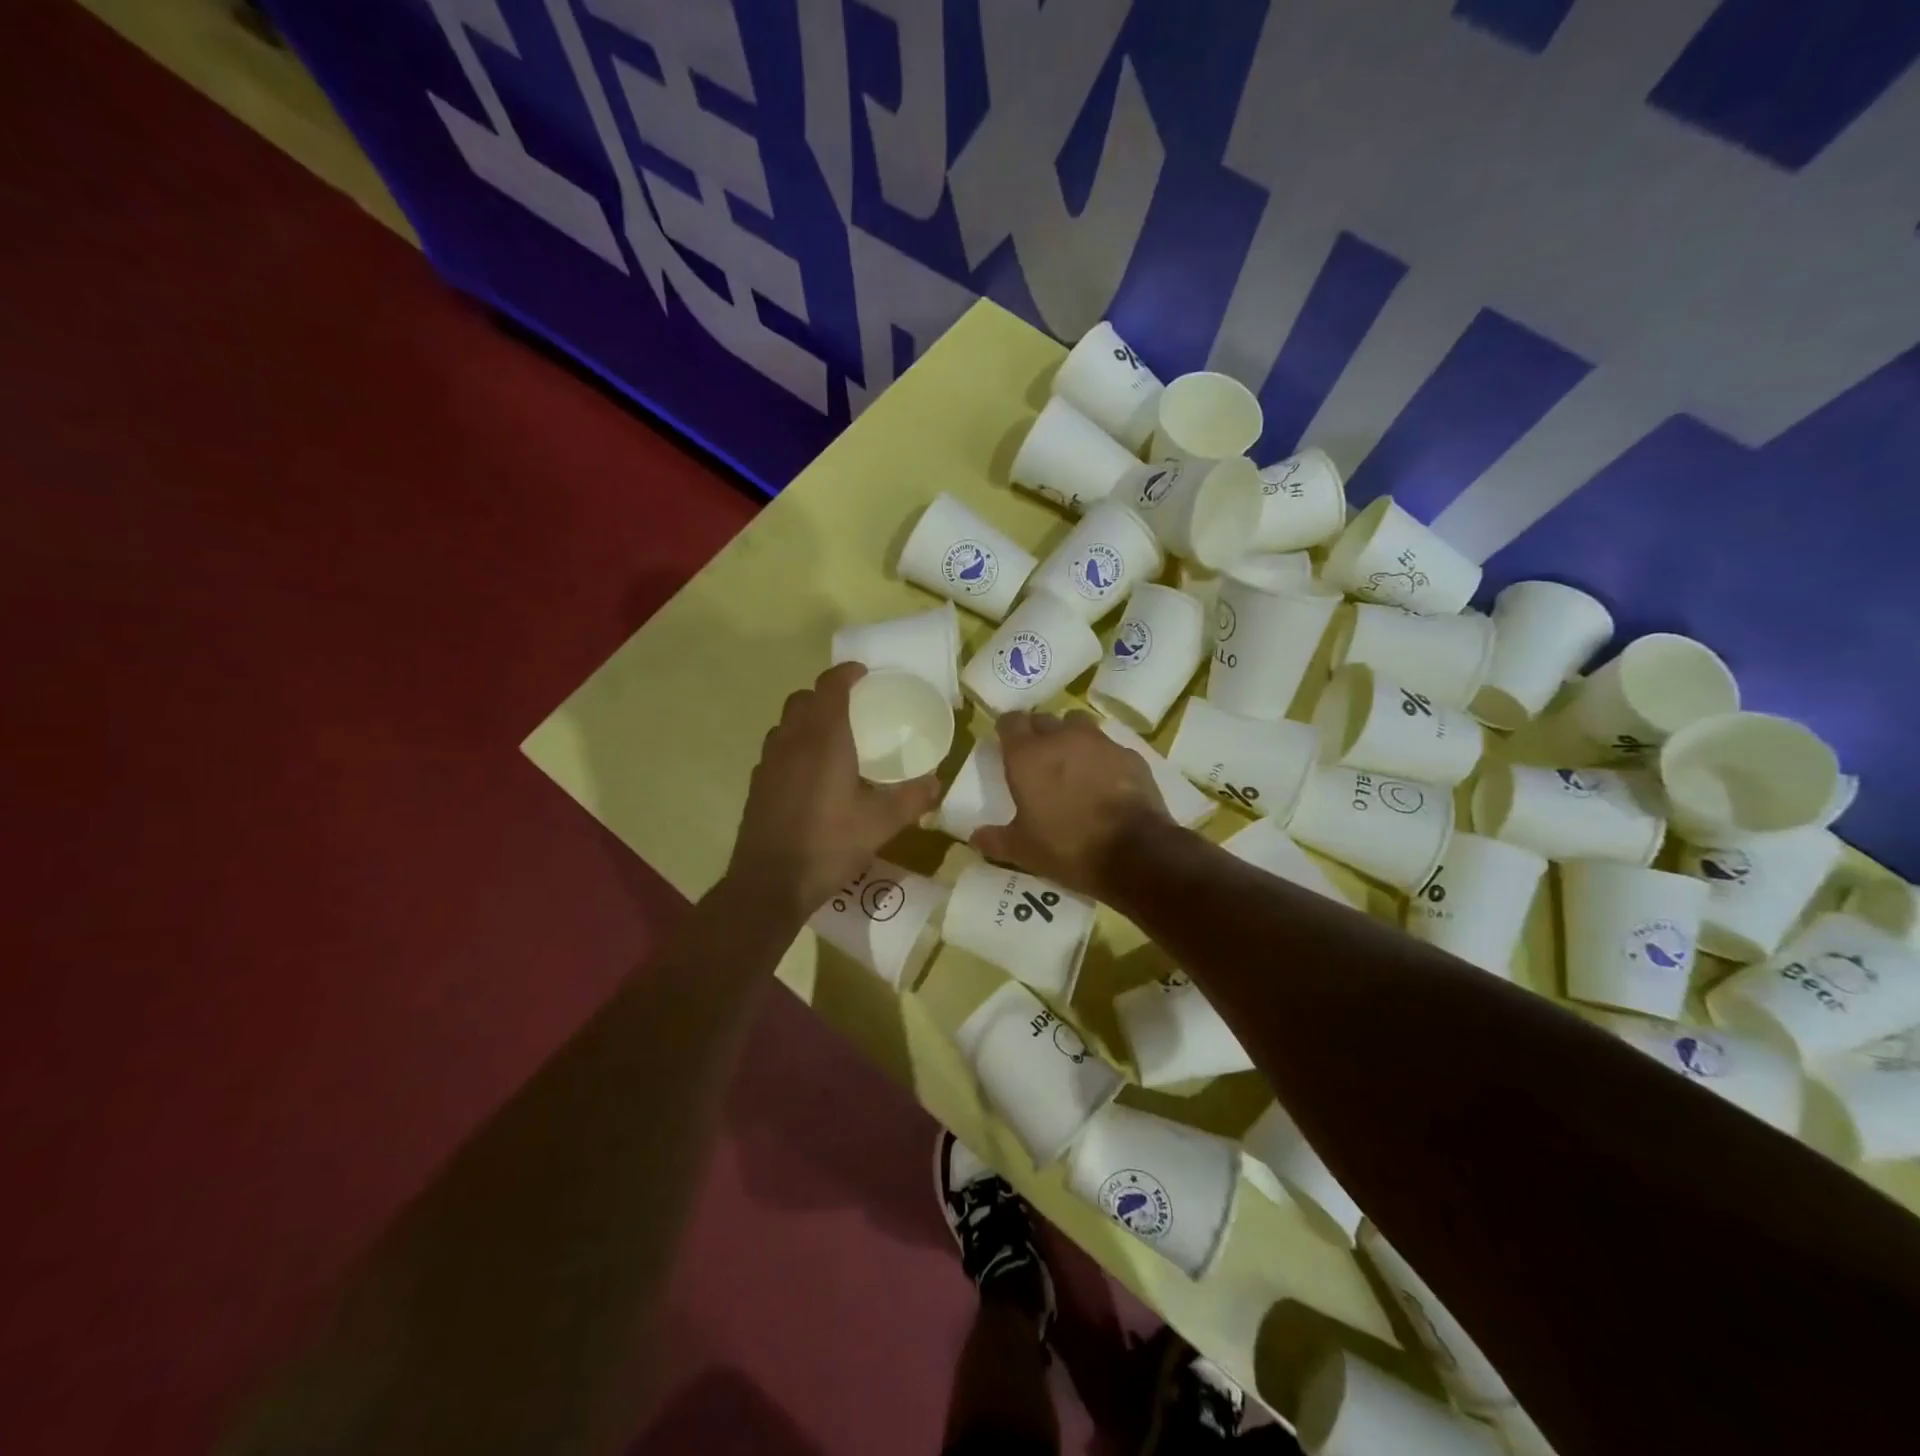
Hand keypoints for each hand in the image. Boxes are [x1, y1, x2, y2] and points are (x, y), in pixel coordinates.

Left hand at [726, 663, 941, 920]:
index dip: (846, 673)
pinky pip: (776, 749)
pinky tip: (809, 774)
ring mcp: (769, 762)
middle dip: (825, 694)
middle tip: (851, 707)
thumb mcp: (881, 824)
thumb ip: (912, 799)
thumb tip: (937, 783)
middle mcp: (792, 741)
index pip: (830, 687)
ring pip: (785, 723)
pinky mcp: (757, 784)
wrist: (769, 883)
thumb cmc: (829, 845)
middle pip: (802, 699)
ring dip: (806, 719)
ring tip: (831, 738)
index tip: (864, 674)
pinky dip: (793, 746)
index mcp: (824, 740)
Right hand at [970, 711, 1169, 895]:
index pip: (1010, 721)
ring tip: (1072, 763)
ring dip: (1071, 737)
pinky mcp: (1129, 754)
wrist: (1134, 852)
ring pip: (1078, 725)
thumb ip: (995, 840)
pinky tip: (1104, 780)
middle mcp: (1061, 738)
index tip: (1007, 744)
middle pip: (1043, 719)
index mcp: (1027, 755)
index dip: (1007, 730)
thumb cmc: (1067, 847)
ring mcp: (1099, 743)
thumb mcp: (1023, 851)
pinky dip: (1102, 758)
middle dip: (1038, 733)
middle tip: (1038, 758)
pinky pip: (1108, 747)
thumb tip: (973, 838)